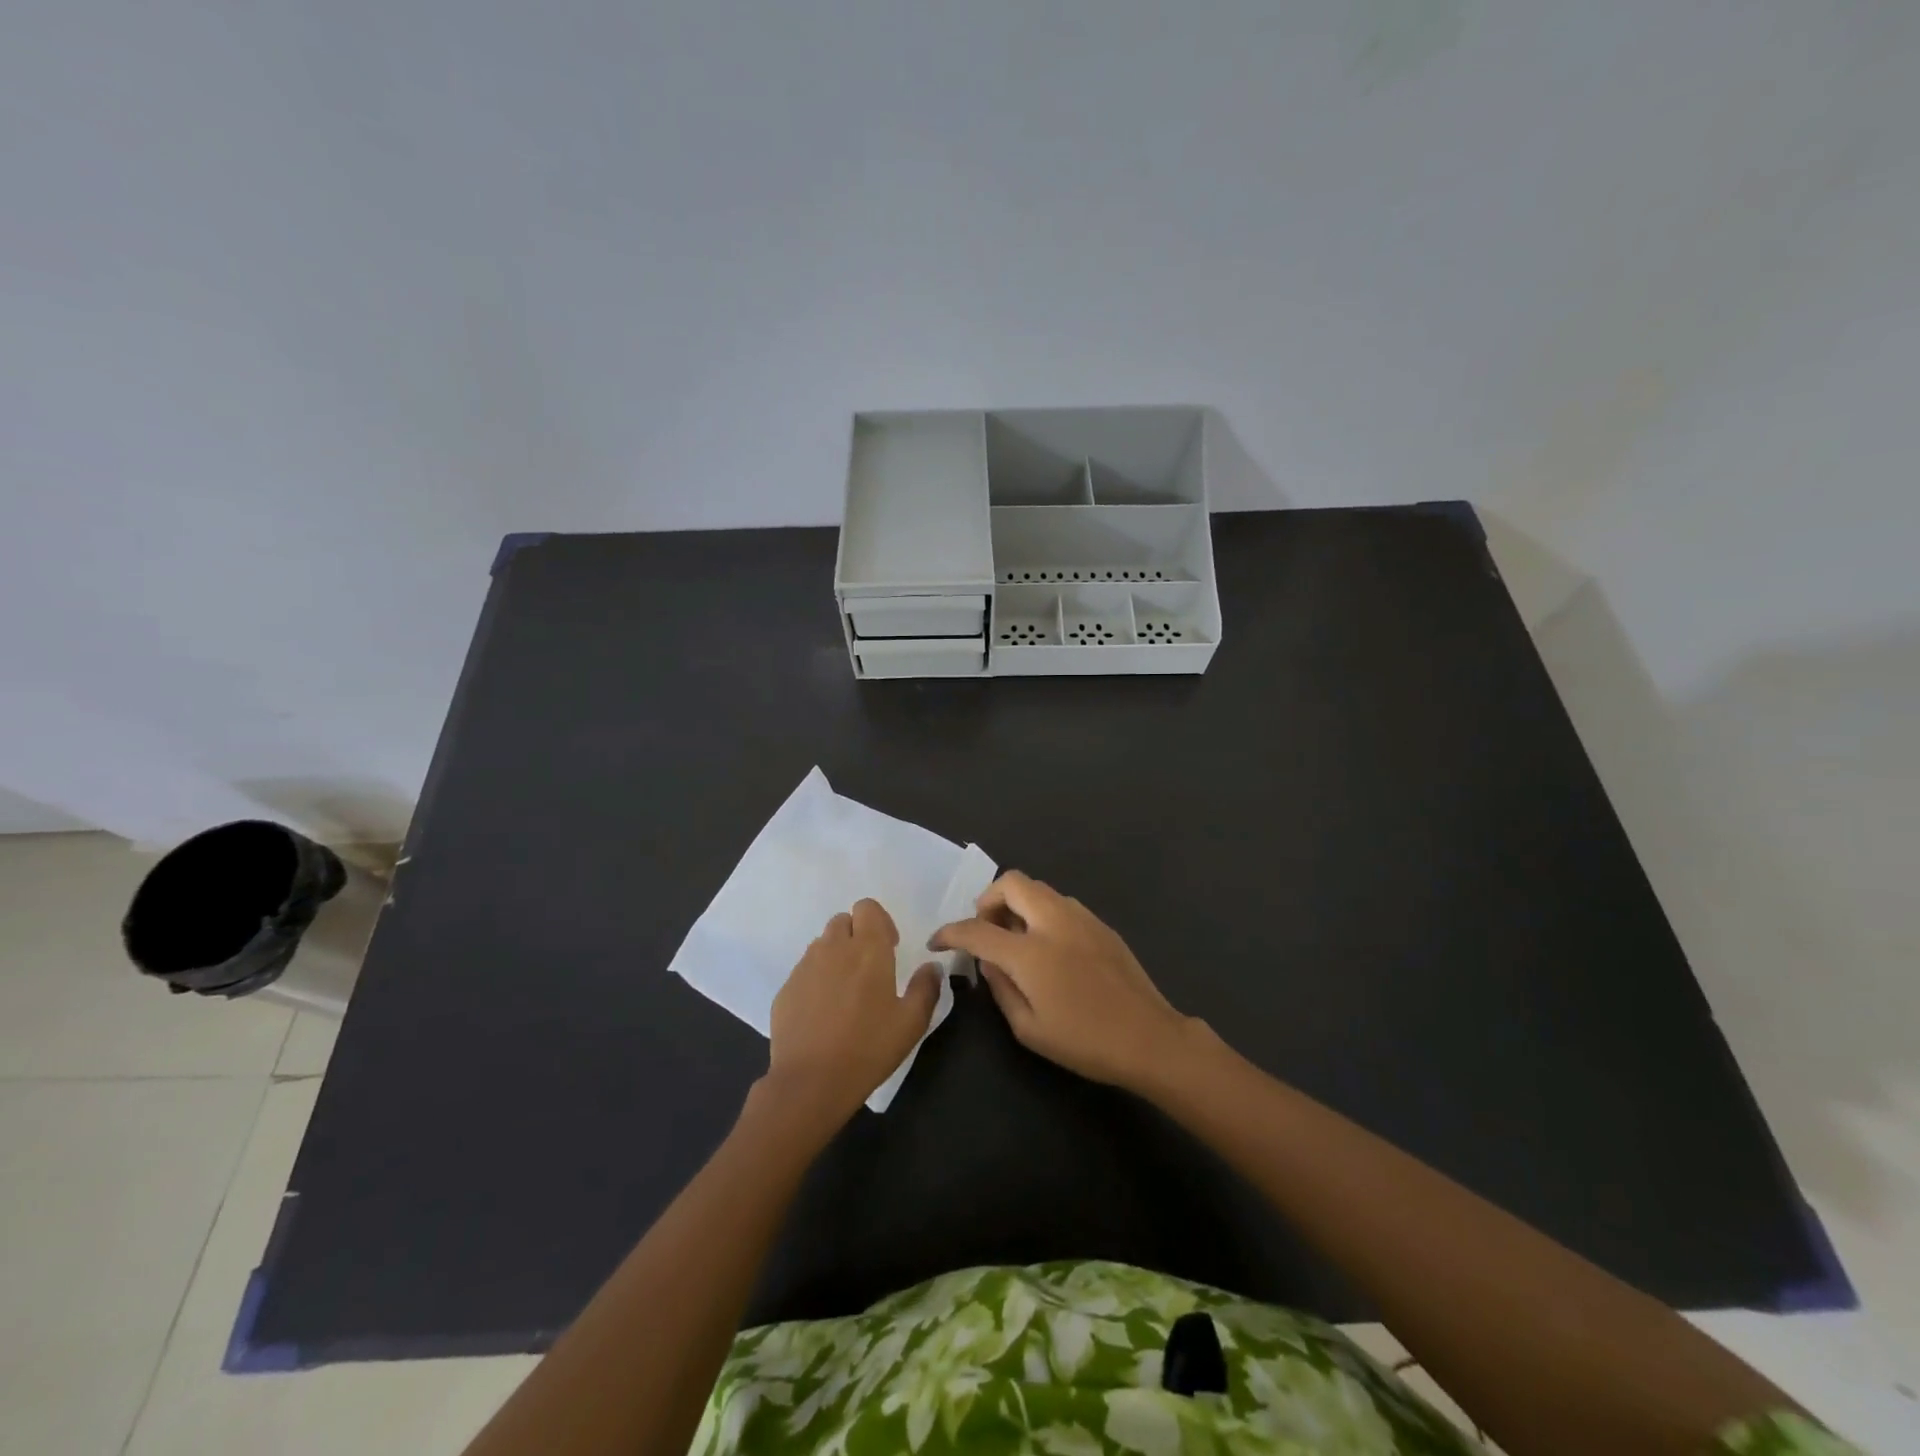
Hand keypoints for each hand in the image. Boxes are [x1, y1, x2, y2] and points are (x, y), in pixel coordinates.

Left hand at [765, 899, 941, 1128]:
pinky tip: (823, 1012)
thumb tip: (931, 967)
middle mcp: (834, 948)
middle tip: (867, 969)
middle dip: (856, 935)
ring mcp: (805, 967)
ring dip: (835, 955)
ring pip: (822, 944)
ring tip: (845, 992)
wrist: (811, 1082)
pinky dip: (816, 979)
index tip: (888, 949)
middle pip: (843, 921)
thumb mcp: (911, 1023)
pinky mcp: (786, 988)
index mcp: (868, 949)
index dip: (879, 922)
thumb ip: (926, 987)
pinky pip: (804, 970)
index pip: (867, 907)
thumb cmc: (868, 1048)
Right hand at [930, 872, 1193, 1089]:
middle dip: (988, 899)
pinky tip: (1048, 946)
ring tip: (1016, 939)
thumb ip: (1000, 988)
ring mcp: (1081, 917)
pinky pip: (1060, 903)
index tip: (939, 941)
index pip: (977, 929)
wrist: (1149, 1038)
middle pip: (1011, 883)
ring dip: (1017, 904)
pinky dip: (1041, 912)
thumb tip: (989, 962)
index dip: (951, 933)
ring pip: (1038, 888)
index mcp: (1031, 952)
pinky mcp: (1100, 923)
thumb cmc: (1085, 1041)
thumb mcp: (1028, 1028)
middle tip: (986, 929)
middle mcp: (1053, 922)